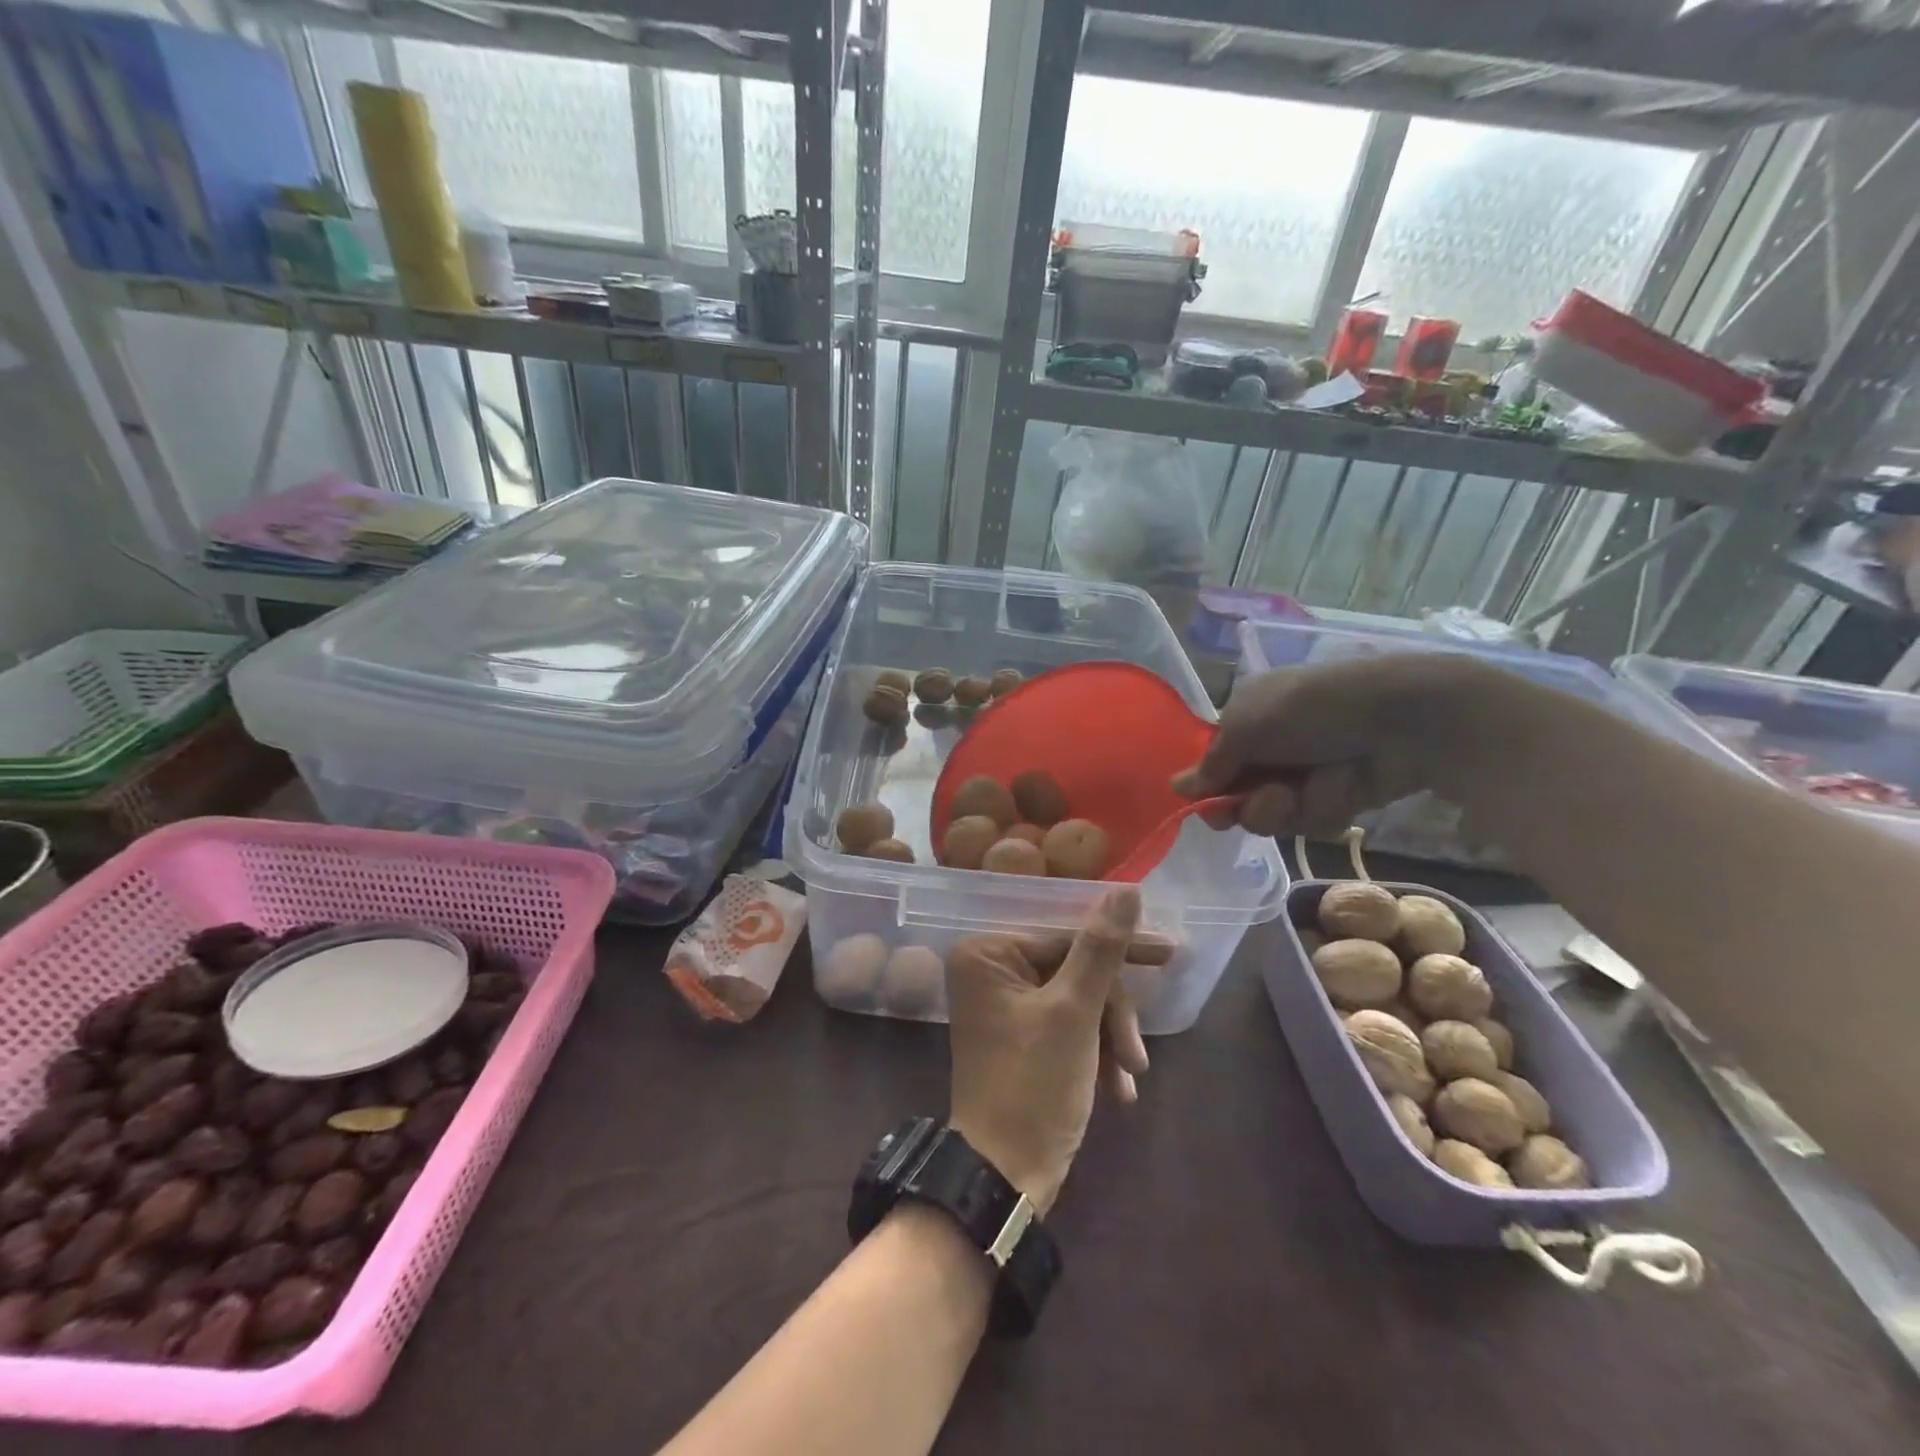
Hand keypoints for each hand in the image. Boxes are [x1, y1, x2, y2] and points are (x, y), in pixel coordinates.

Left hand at [945, 889, 1147, 1214]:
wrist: (1005, 1177)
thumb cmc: (1034, 1085)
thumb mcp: (1074, 1013)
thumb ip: (1101, 949)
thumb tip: (1126, 889)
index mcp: (988, 953)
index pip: (1066, 936)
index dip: (1120, 948)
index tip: (1168, 951)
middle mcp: (989, 971)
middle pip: (1074, 969)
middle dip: (1112, 1013)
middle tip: (1137, 1055)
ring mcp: (1004, 1005)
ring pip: (1077, 1000)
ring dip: (1109, 1037)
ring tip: (1129, 1078)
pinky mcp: (1020, 1036)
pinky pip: (1067, 1025)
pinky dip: (1096, 1052)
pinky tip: (1119, 1088)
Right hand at [1172, 654, 1493, 837]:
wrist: (1401, 719)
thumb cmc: (1312, 709)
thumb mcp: (1248, 726)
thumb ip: (1211, 764)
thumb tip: (1175, 788)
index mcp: (1247, 718)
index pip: (1213, 765)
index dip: (1209, 790)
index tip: (1209, 808)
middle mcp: (1271, 748)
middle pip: (1240, 799)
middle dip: (1253, 804)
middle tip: (1270, 797)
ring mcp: (1305, 774)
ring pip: (1276, 817)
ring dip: (1291, 806)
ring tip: (1314, 784)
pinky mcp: (1338, 798)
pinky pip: (1314, 821)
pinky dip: (1326, 807)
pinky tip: (1345, 786)